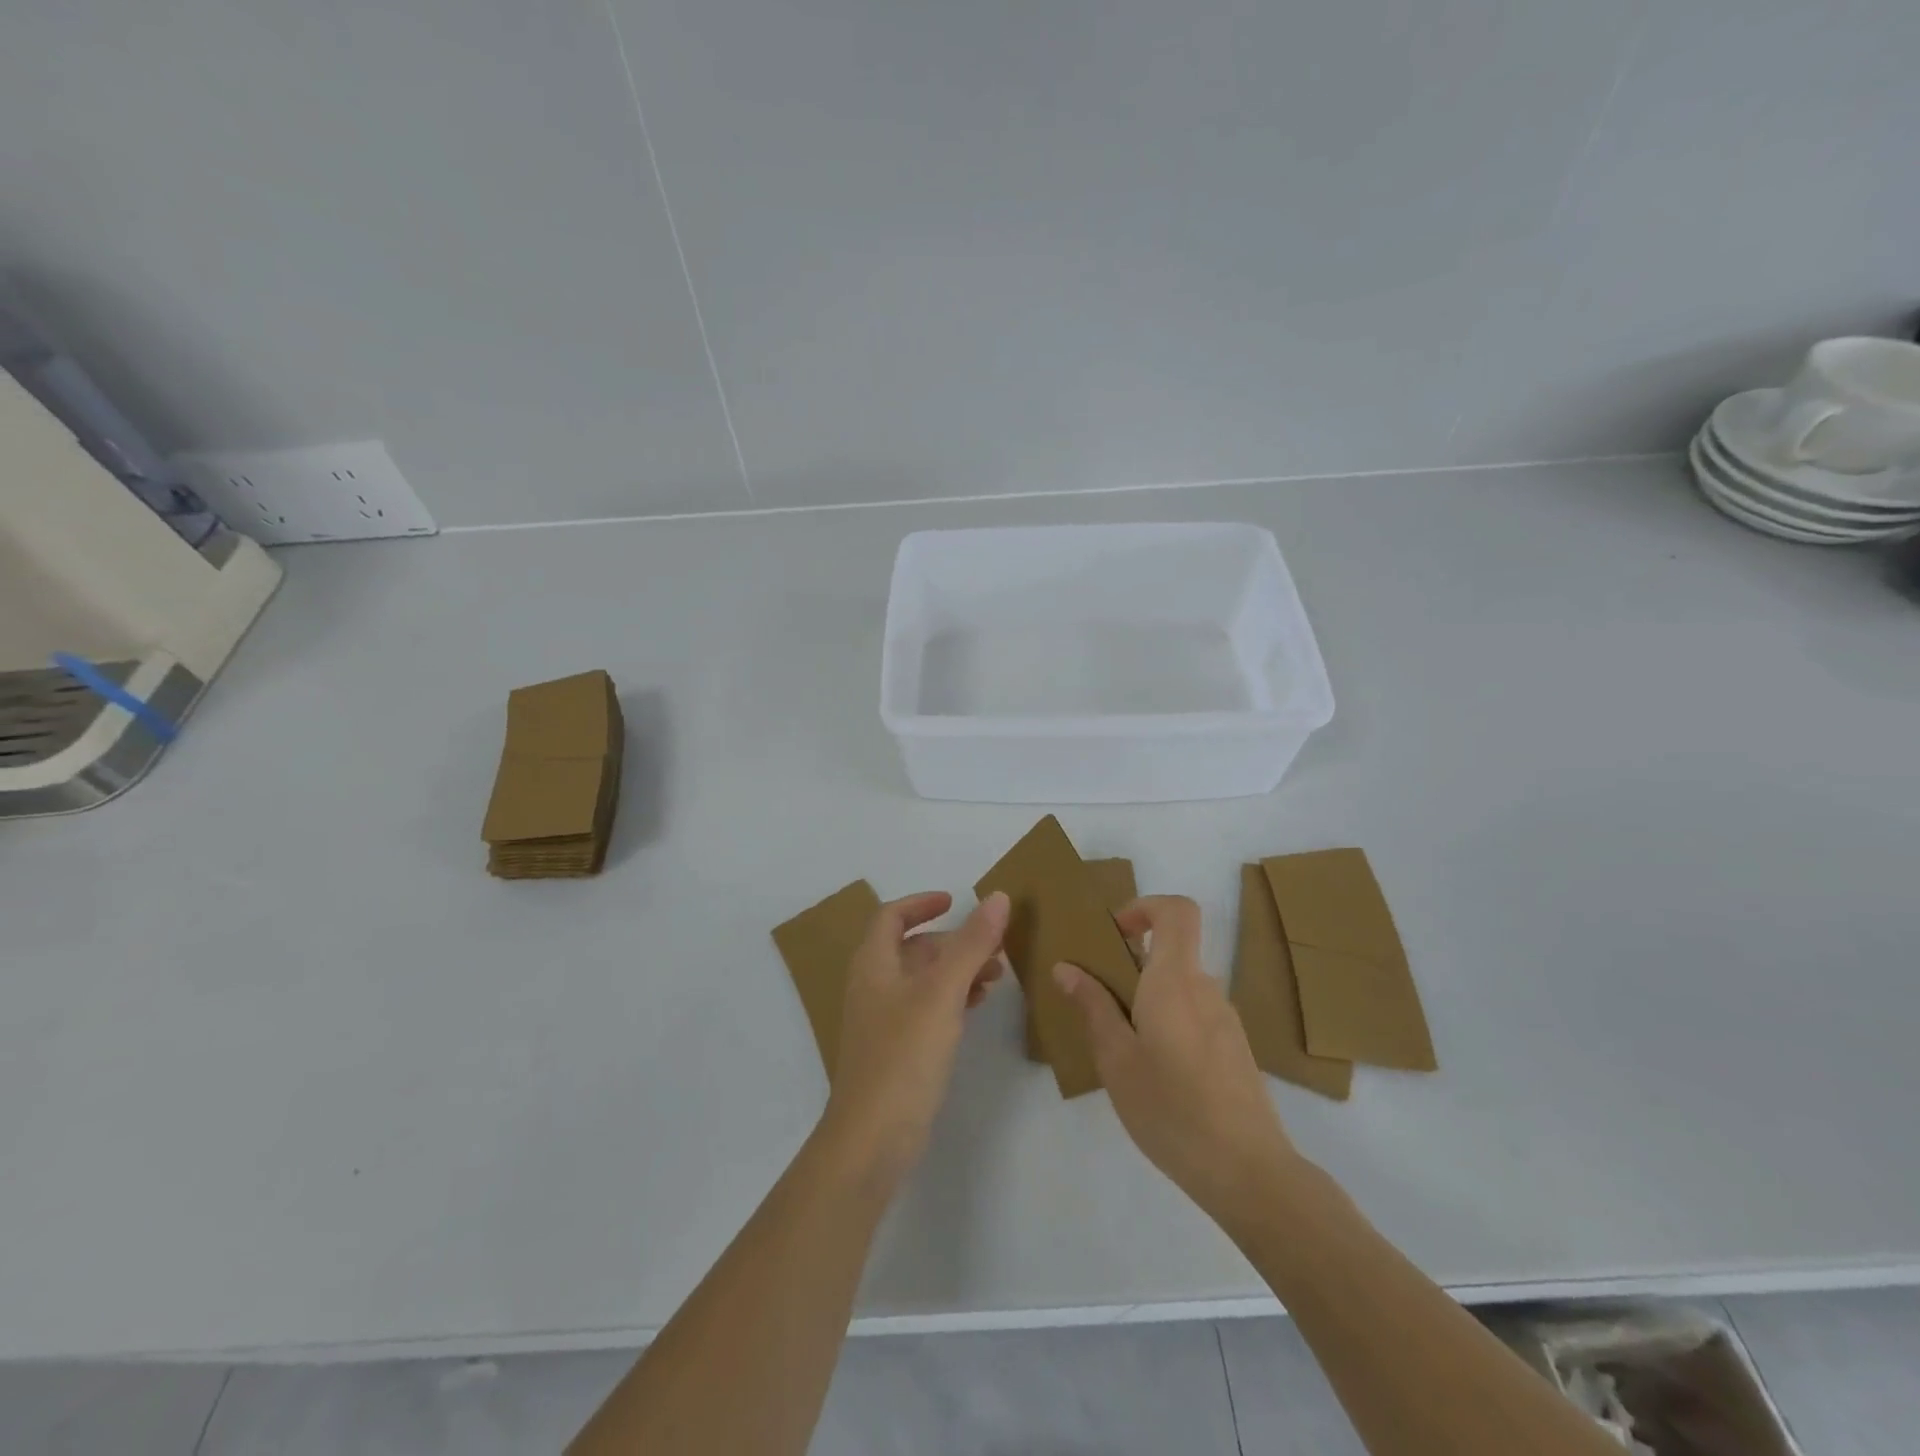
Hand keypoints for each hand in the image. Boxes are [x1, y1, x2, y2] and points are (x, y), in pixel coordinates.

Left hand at [821, 890, 1009, 1183]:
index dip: (921, 903)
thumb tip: (998, 897)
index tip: (956, 901)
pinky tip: (977, 1007)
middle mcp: (873, 986)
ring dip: (957, 970)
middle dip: (953, 942)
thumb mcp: (942, 993)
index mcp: (873, 964)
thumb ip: (971, 944)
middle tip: (993, 947)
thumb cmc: (903, 1055)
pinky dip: (952, 999)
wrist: (872, 1140)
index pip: (891, 916)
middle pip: (912, 948)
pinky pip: (926, 1009)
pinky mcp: (896, 1051)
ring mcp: (882, 1021)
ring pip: (922, 980)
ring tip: (996, 976)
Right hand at [1053, 896, 1298, 1227]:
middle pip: (1173, 951)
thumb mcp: (1116, 1059)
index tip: (1115, 935)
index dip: (1145, 908)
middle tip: (1100, 1001)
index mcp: (1176, 980)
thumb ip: (1093, 1006)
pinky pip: (1195, 1014)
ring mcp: (1226, 1019)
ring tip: (1122, 1046)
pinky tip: (1155, 1073)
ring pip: (1181, 987)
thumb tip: (1067, 967)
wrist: (1248, 1172)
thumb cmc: (1171, 1109)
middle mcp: (1206, 988)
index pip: (1177, 911)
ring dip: (1148, 998)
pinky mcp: (1235, 1048)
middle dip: (1132, 964)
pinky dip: (1169, 1022)